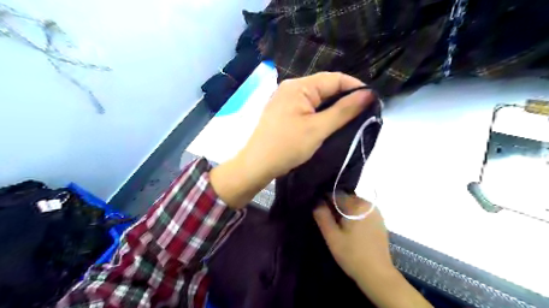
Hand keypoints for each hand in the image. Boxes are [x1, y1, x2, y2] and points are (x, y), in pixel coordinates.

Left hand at [209, 73, 372, 208]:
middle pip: (324, 87)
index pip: (334, 78)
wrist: (257, 165)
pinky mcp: (283, 111)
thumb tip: (368, 94)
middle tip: (362, 112)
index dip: (355, 87)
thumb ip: (344, 110)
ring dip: (332, 106)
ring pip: (316, 98)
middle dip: (344, 97)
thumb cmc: (287, 146)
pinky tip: (329, 121)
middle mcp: (291, 87)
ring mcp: (285, 99)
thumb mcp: (318, 128)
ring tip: (349, 118)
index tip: (372, 100)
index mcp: (299, 86)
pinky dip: (320, 112)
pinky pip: (306, 107)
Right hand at [315, 195, 435, 307]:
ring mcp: (376, 213)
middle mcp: (368, 205)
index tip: (319, 211)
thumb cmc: (352, 254)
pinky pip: (362, 212)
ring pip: (354, 206)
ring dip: (344, 212)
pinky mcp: (379, 221)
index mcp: (357, 205)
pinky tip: (350, 230)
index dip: (325, 201)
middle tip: (328, 221)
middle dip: (335, 207)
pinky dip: (354, 216)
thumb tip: (317, 202)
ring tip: (337, 226)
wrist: (377, 274)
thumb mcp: (332, 236)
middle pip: (346, 199)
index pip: (336, 194)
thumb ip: (322, 216)